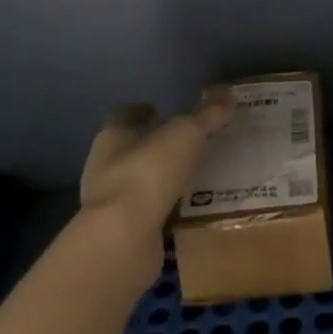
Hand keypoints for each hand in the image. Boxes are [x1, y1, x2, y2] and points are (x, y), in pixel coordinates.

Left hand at [79, 95, 231, 271]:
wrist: (122, 240)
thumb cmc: (148, 174)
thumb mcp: (185, 135)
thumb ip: (207, 115)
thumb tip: (228, 93)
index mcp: (112, 137)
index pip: (124, 116)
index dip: (142, 111)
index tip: (161, 109)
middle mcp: (105, 167)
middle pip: (131, 150)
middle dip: (156, 146)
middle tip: (189, 143)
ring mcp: (111, 203)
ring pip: (140, 183)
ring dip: (163, 179)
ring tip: (195, 176)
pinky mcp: (122, 232)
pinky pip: (148, 214)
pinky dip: (166, 210)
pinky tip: (189, 209)